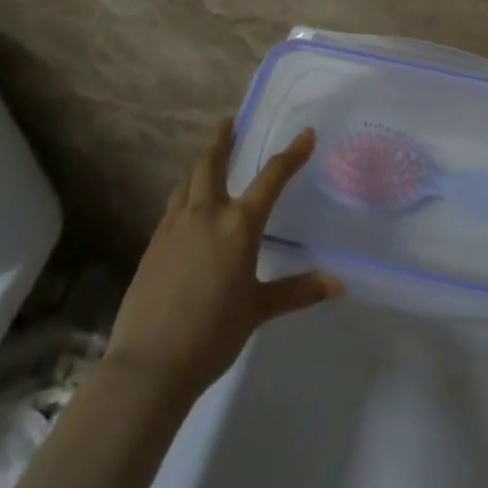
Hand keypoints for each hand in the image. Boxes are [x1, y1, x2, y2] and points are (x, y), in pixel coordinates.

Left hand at [106, 117, 341, 396]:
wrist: (148, 366)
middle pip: (212, 163)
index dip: (292, 155)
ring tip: (207, 156)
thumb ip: (297, 291)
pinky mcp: (153, 244)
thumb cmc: (212, 335)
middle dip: (222, 139)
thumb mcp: (258, 310)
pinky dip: (185, 192)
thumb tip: (339, 285)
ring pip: (188, 181)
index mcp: (238, 225)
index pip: (271, 178)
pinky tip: (187, 205)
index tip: (306, 134)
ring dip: (200, 163)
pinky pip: (173, 205)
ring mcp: (174, 227)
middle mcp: (206, 214)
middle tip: (228, 121)